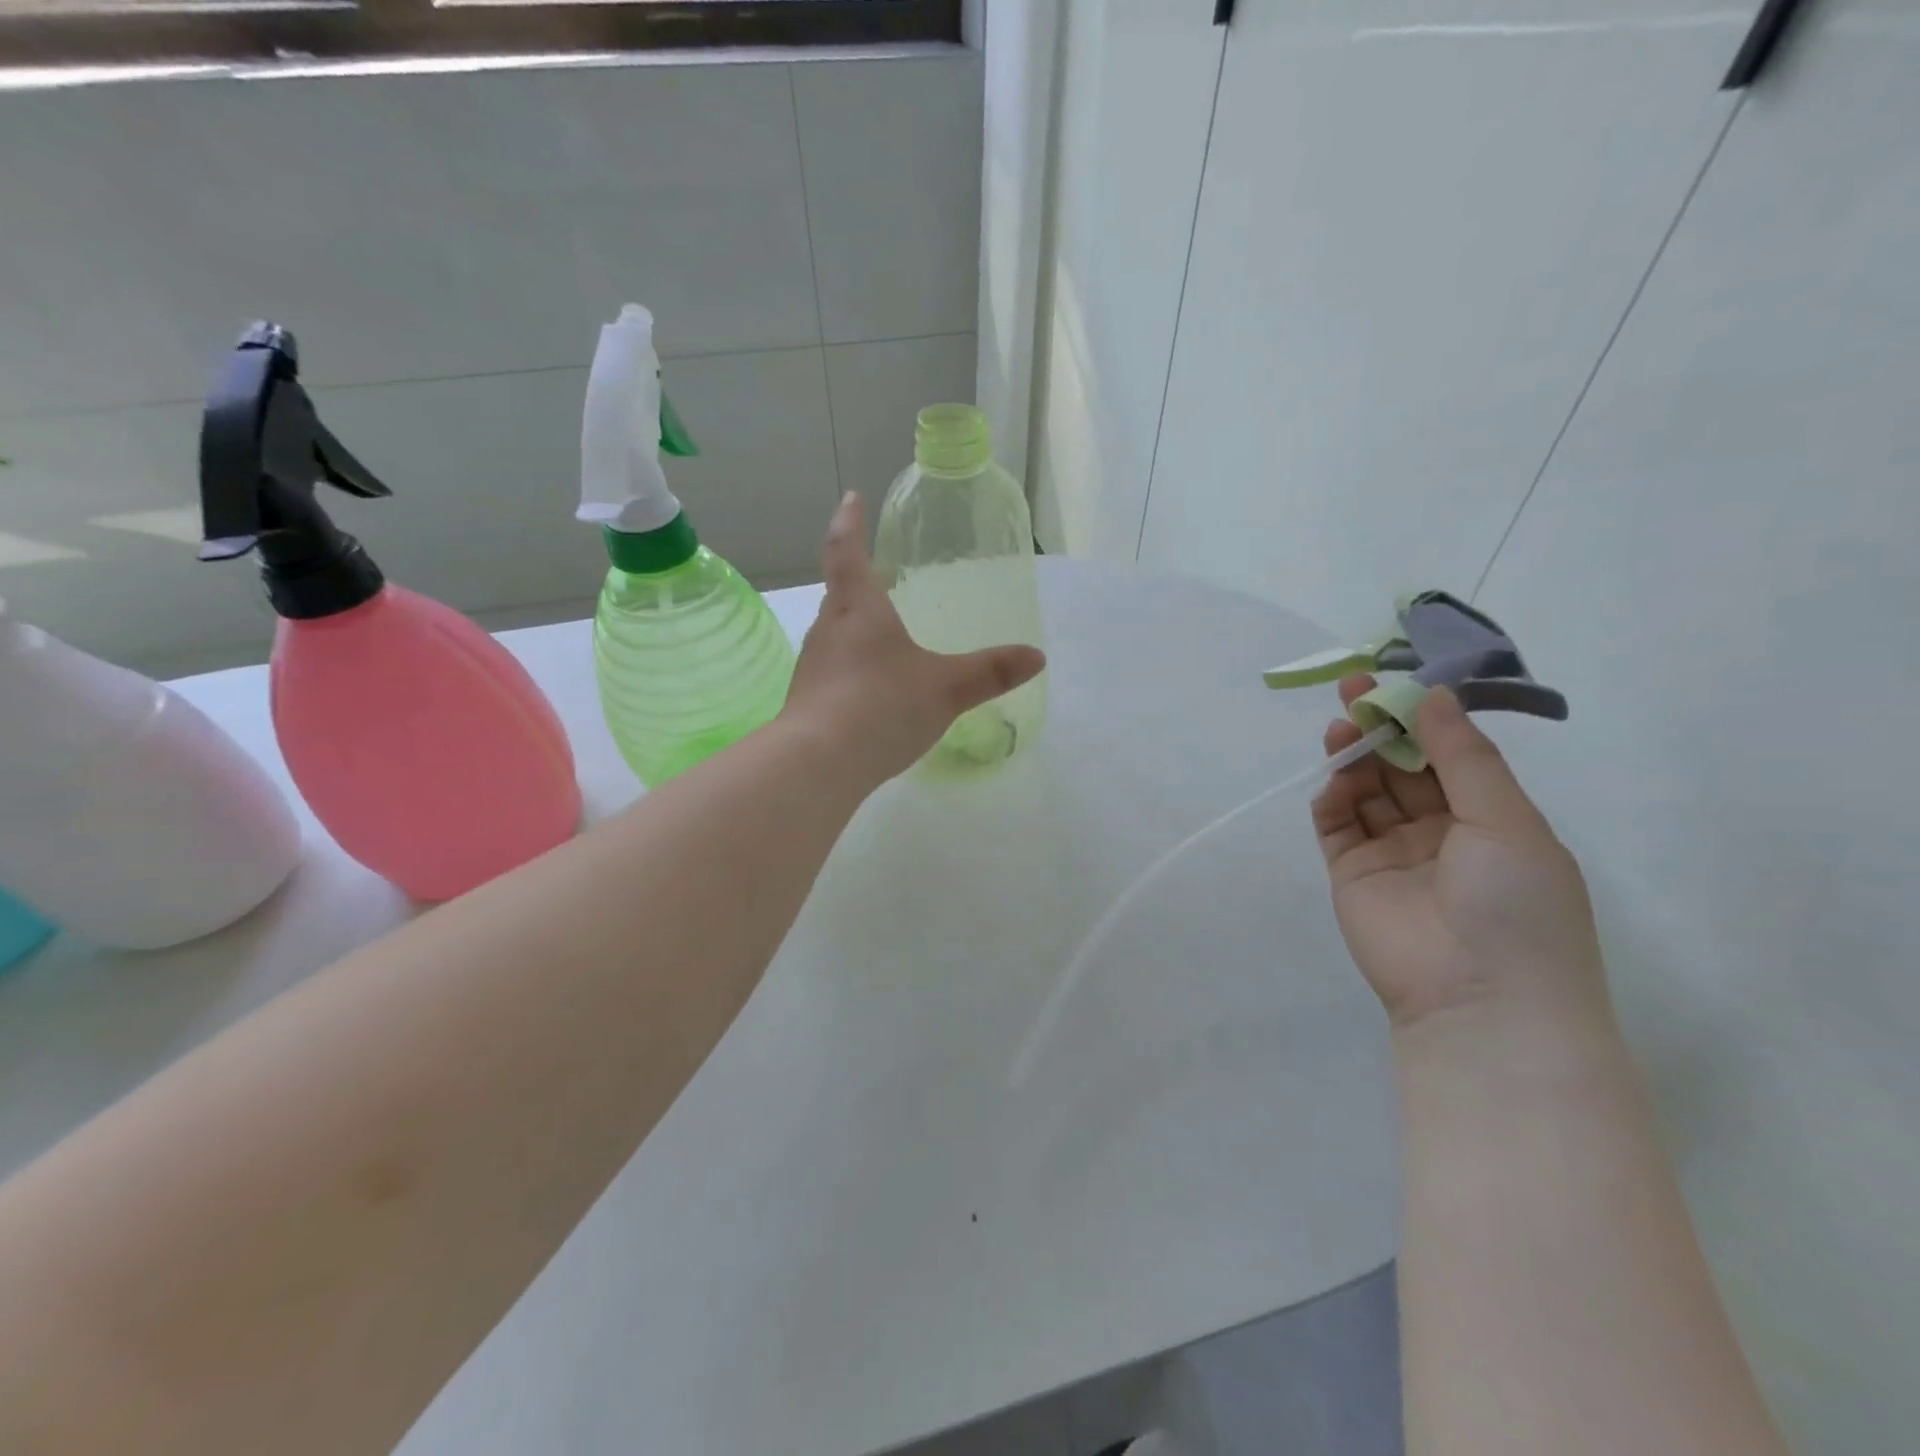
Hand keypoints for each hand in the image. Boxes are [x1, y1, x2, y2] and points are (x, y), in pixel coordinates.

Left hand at [783, 494, 1045, 785]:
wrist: (817, 764)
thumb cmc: (881, 707)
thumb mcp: (944, 689)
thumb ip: (989, 673)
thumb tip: (1037, 656)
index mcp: (858, 610)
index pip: (847, 552)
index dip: (850, 523)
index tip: (852, 498)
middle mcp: (829, 630)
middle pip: (840, 595)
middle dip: (857, 582)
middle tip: (878, 577)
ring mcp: (813, 668)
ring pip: (835, 635)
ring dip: (854, 628)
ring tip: (880, 636)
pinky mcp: (808, 702)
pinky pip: (833, 672)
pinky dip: (852, 669)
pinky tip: (870, 692)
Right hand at [1313, 676, 1605, 1028]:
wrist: (1479, 999)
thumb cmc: (1516, 904)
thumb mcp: (1506, 820)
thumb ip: (1463, 757)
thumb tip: (1432, 696)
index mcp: (1489, 821)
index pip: (1449, 757)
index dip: (1423, 719)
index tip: (1396, 684)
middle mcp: (1440, 833)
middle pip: (1402, 769)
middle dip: (1381, 729)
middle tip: (1354, 691)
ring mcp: (1392, 854)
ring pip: (1367, 792)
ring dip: (1354, 758)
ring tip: (1341, 730)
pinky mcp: (1351, 874)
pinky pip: (1337, 826)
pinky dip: (1333, 799)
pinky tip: (1335, 781)